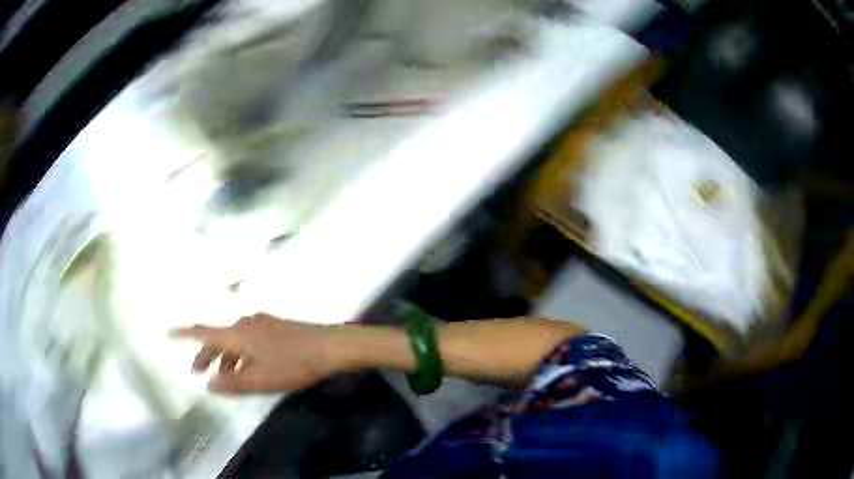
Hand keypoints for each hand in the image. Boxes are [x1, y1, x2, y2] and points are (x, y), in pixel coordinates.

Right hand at [171, 313, 339, 393]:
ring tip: (223, 378)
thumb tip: (209, 384)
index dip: (184, 334)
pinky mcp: (275, 327)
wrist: (330, 346)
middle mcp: (245, 323)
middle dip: (206, 355)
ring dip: (225, 358)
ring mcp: (261, 323)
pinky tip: (247, 368)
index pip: (204, 333)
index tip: (168, 333)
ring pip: (234, 340)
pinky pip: (248, 340)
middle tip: (198, 372)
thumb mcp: (260, 380)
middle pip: (218, 338)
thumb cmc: (293, 364)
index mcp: (237, 334)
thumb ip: (233, 383)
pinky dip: (241, 354)